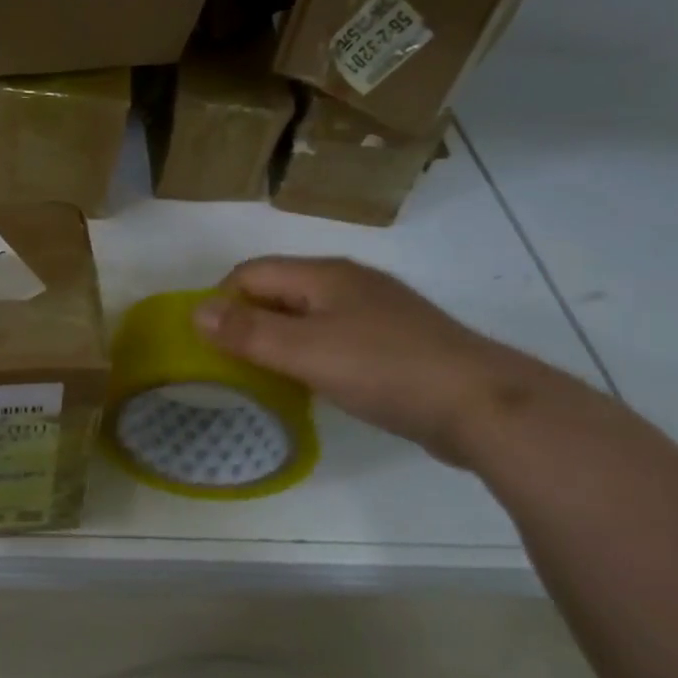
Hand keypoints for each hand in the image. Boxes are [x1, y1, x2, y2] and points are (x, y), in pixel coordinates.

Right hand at [193, 256, 557, 465]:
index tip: (211, 344)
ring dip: (280, 340)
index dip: (222, 302)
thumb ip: (248, 332)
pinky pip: (335, 337)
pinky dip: (313, 354)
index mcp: (324, 274)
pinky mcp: (396, 341)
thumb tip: (195, 311)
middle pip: (279, 291)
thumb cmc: (384, 369)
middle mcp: (348, 283)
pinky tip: (317, 383)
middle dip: (249, 322)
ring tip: (268, 377)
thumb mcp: (305, 351)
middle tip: (234, 364)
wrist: (482, 404)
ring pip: (308, 315)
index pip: (251, 273)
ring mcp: (376, 311)